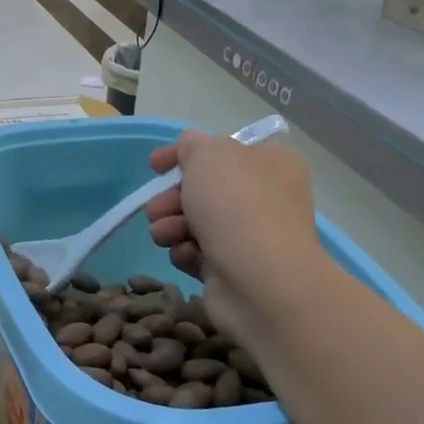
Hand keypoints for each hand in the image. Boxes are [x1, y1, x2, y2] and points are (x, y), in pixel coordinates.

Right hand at [143, 132, 330, 349]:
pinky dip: (186, 252)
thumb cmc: (237, 205)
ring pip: (195, 222)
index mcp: (269, 163)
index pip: (221, 149)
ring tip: (165, 234)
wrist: (261, 280)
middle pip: (204, 189)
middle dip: (171, 197)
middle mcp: (265, 197)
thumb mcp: (208, 154)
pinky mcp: (234, 269)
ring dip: (171, 225)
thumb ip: (192, 143)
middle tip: (155, 208)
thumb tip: (189, 149)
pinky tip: (186, 255)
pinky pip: (198, 253)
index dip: (183, 154)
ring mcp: (251, 236)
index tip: (154, 166)